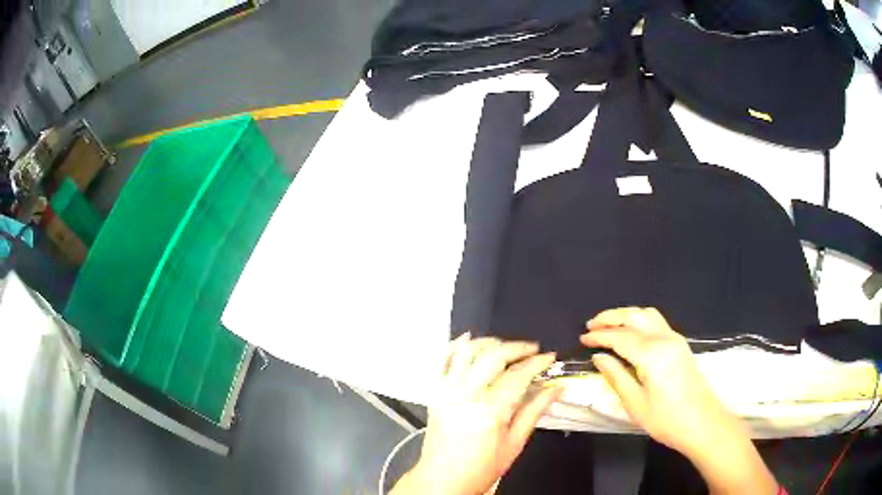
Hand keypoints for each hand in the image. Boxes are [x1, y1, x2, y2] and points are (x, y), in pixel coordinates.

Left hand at [392, 334, 561, 494]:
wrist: (442, 479)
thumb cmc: (480, 468)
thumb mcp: (514, 444)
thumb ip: (534, 412)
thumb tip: (556, 390)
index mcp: (490, 410)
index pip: (519, 375)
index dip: (538, 363)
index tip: (550, 358)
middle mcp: (466, 395)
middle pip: (493, 356)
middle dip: (517, 347)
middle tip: (533, 350)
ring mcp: (447, 391)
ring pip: (466, 351)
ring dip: (488, 342)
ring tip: (506, 346)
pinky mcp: (435, 392)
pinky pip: (443, 360)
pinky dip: (455, 346)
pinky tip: (469, 341)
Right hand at [581, 307, 777, 494]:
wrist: (702, 422)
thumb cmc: (666, 419)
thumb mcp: (635, 403)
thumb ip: (616, 376)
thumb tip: (599, 357)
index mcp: (651, 354)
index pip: (620, 336)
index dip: (599, 335)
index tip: (582, 337)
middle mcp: (664, 338)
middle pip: (635, 315)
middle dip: (611, 317)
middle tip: (591, 324)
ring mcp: (675, 338)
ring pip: (648, 314)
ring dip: (626, 314)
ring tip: (609, 325)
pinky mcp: (680, 344)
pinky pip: (656, 321)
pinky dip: (639, 320)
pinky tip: (631, 332)